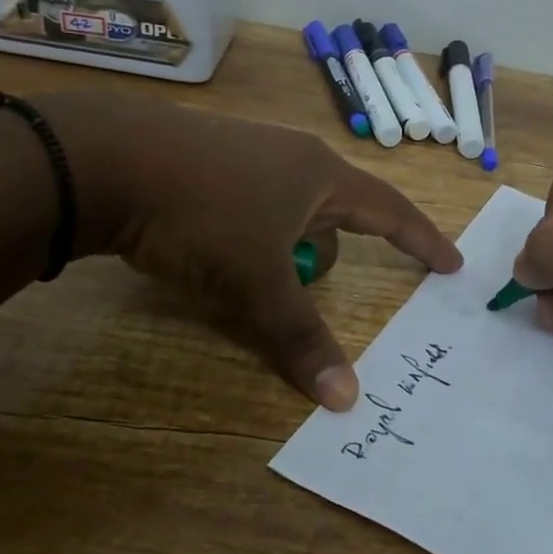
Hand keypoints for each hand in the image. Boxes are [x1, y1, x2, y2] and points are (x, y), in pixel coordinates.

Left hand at [31, 92, 460, 410]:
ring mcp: (246, 153)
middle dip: (330, 254)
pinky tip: (213, 250)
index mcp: (320, 175)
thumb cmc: (201, 215)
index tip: (451, 264)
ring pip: (288, 211)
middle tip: (311, 287)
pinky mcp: (206, 161)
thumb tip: (345, 400)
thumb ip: (300, 338)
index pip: (390, 210)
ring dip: (283, 249)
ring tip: (248, 276)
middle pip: (334, 214)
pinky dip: (249, 236)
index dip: (422, 241)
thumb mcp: (255, 283)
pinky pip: (251, 205)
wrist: (101, 160)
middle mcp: (291, 156)